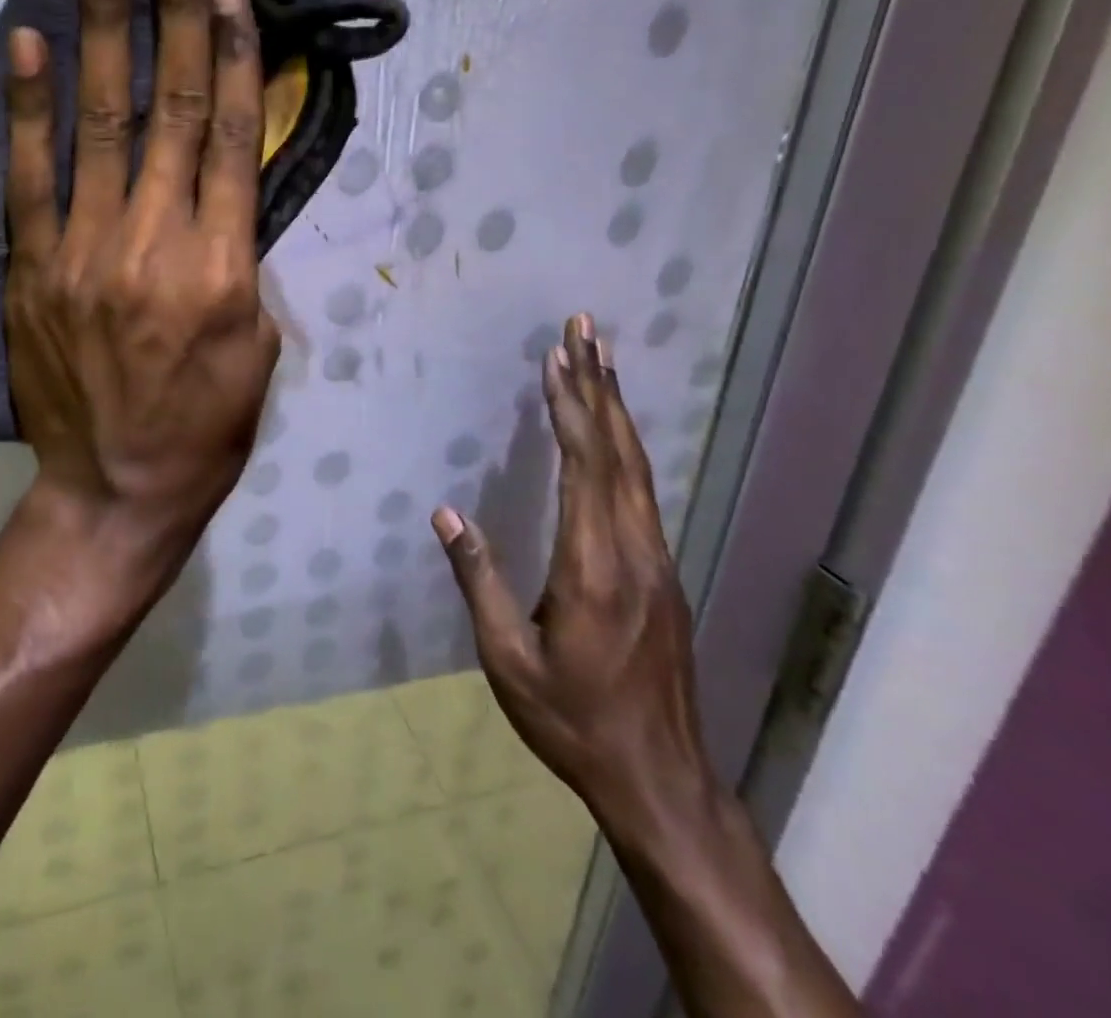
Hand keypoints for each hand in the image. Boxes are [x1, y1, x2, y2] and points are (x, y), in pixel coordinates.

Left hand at [3, 0, 280, 596]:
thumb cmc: (207, 426)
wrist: (116, 489)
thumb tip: (221, 189)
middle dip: (170, 4)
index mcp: (222, 267)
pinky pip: (30, 177)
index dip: (230, 49)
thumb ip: (241, 258)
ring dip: (105, 26)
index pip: (229, 134)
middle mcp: (154, 243)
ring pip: (101, 122)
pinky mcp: (33, 269)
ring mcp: (83, 251)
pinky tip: (30, 43)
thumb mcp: (257, 346)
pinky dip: (30, 107)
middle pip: (169, 104)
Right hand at [430, 314, 713, 824]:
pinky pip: (642, 490)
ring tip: (602, 361)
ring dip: (616, 409)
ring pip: (638, 467)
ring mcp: (657, 560)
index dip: (570, 407)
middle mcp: (634, 551)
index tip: (558, 358)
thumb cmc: (572, 721)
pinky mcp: (663, 573)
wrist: (660, 779)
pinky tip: (614, 432)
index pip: (583, 467)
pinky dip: (625, 446)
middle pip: (619, 452)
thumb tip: (447, 514)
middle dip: (599, 386)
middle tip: (586, 330)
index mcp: (593, 567)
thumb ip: (479, 580)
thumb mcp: (507, 660)